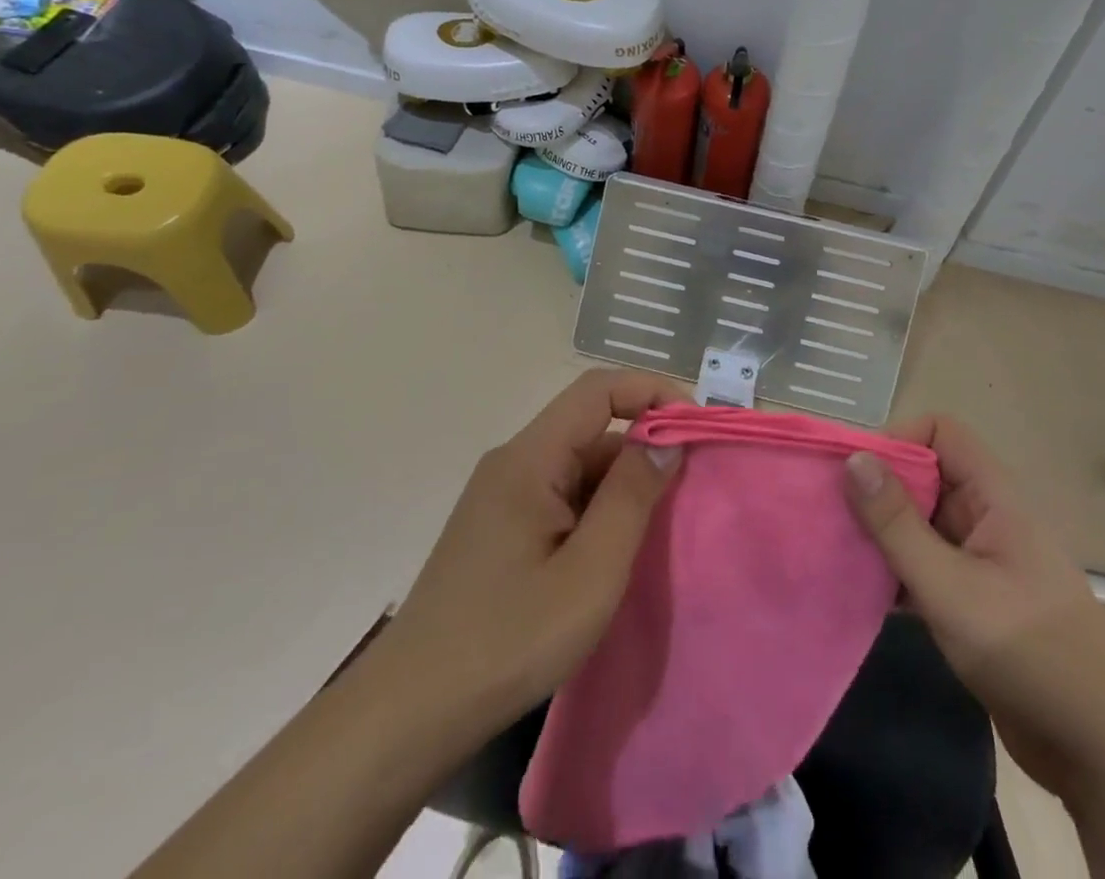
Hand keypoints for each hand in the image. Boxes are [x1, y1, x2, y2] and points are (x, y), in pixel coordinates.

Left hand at [380, 368, 686, 733]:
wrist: (409, 715)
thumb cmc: (508, 640)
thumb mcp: (590, 572)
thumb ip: (631, 496)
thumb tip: (665, 436)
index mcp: (529, 458)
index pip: (598, 390)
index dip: (651, 392)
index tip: (695, 427)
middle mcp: (512, 463)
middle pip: (589, 427)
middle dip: (643, 445)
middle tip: (689, 490)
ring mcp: (501, 496)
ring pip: (576, 465)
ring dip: (621, 484)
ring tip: (658, 530)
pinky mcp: (498, 528)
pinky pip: (560, 496)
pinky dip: (596, 509)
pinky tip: (613, 552)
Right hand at [844, 415, 1104, 798]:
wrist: (1102, 755)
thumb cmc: (1029, 655)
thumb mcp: (951, 588)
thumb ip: (898, 525)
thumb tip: (854, 459)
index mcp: (994, 498)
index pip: (941, 433)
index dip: (898, 440)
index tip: (854, 473)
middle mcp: (987, 518)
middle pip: (926, 476)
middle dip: (879, 488)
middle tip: (830, 512)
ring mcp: (982, 561)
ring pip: (922, 523)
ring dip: (883, 533)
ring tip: (835, 549)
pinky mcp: (975, 602)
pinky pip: (926, 565)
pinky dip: (896, 570)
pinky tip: (861, 591)